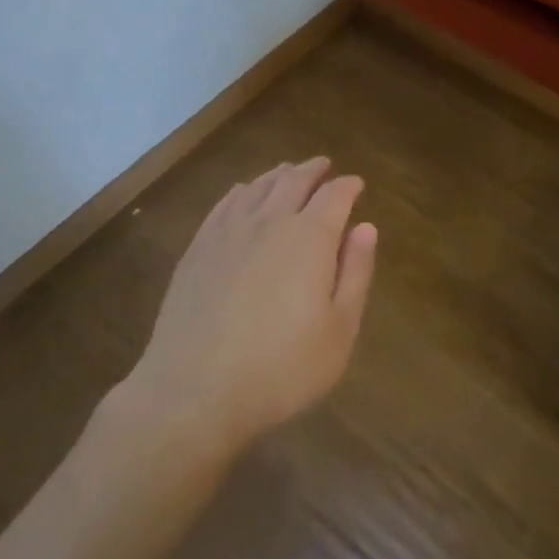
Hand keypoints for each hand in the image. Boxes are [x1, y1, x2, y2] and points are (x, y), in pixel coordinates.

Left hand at [125, 157, 376, 456]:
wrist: (193, 393)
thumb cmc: (280, 369)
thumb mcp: (339, 331)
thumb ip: (355, 273)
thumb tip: (366, 227)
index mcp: (310, 237)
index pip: (335, 195)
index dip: (348, 186)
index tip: (356, 185)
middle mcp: (269, 221)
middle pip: (294, 180)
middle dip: (313, 170)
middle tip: (324, 166)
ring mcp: (228, 232)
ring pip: (258, 186)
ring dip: (279, 174)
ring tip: (288, 172)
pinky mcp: (198, 248)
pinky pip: (225, 203)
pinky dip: (243, 190)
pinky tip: (244, 193)